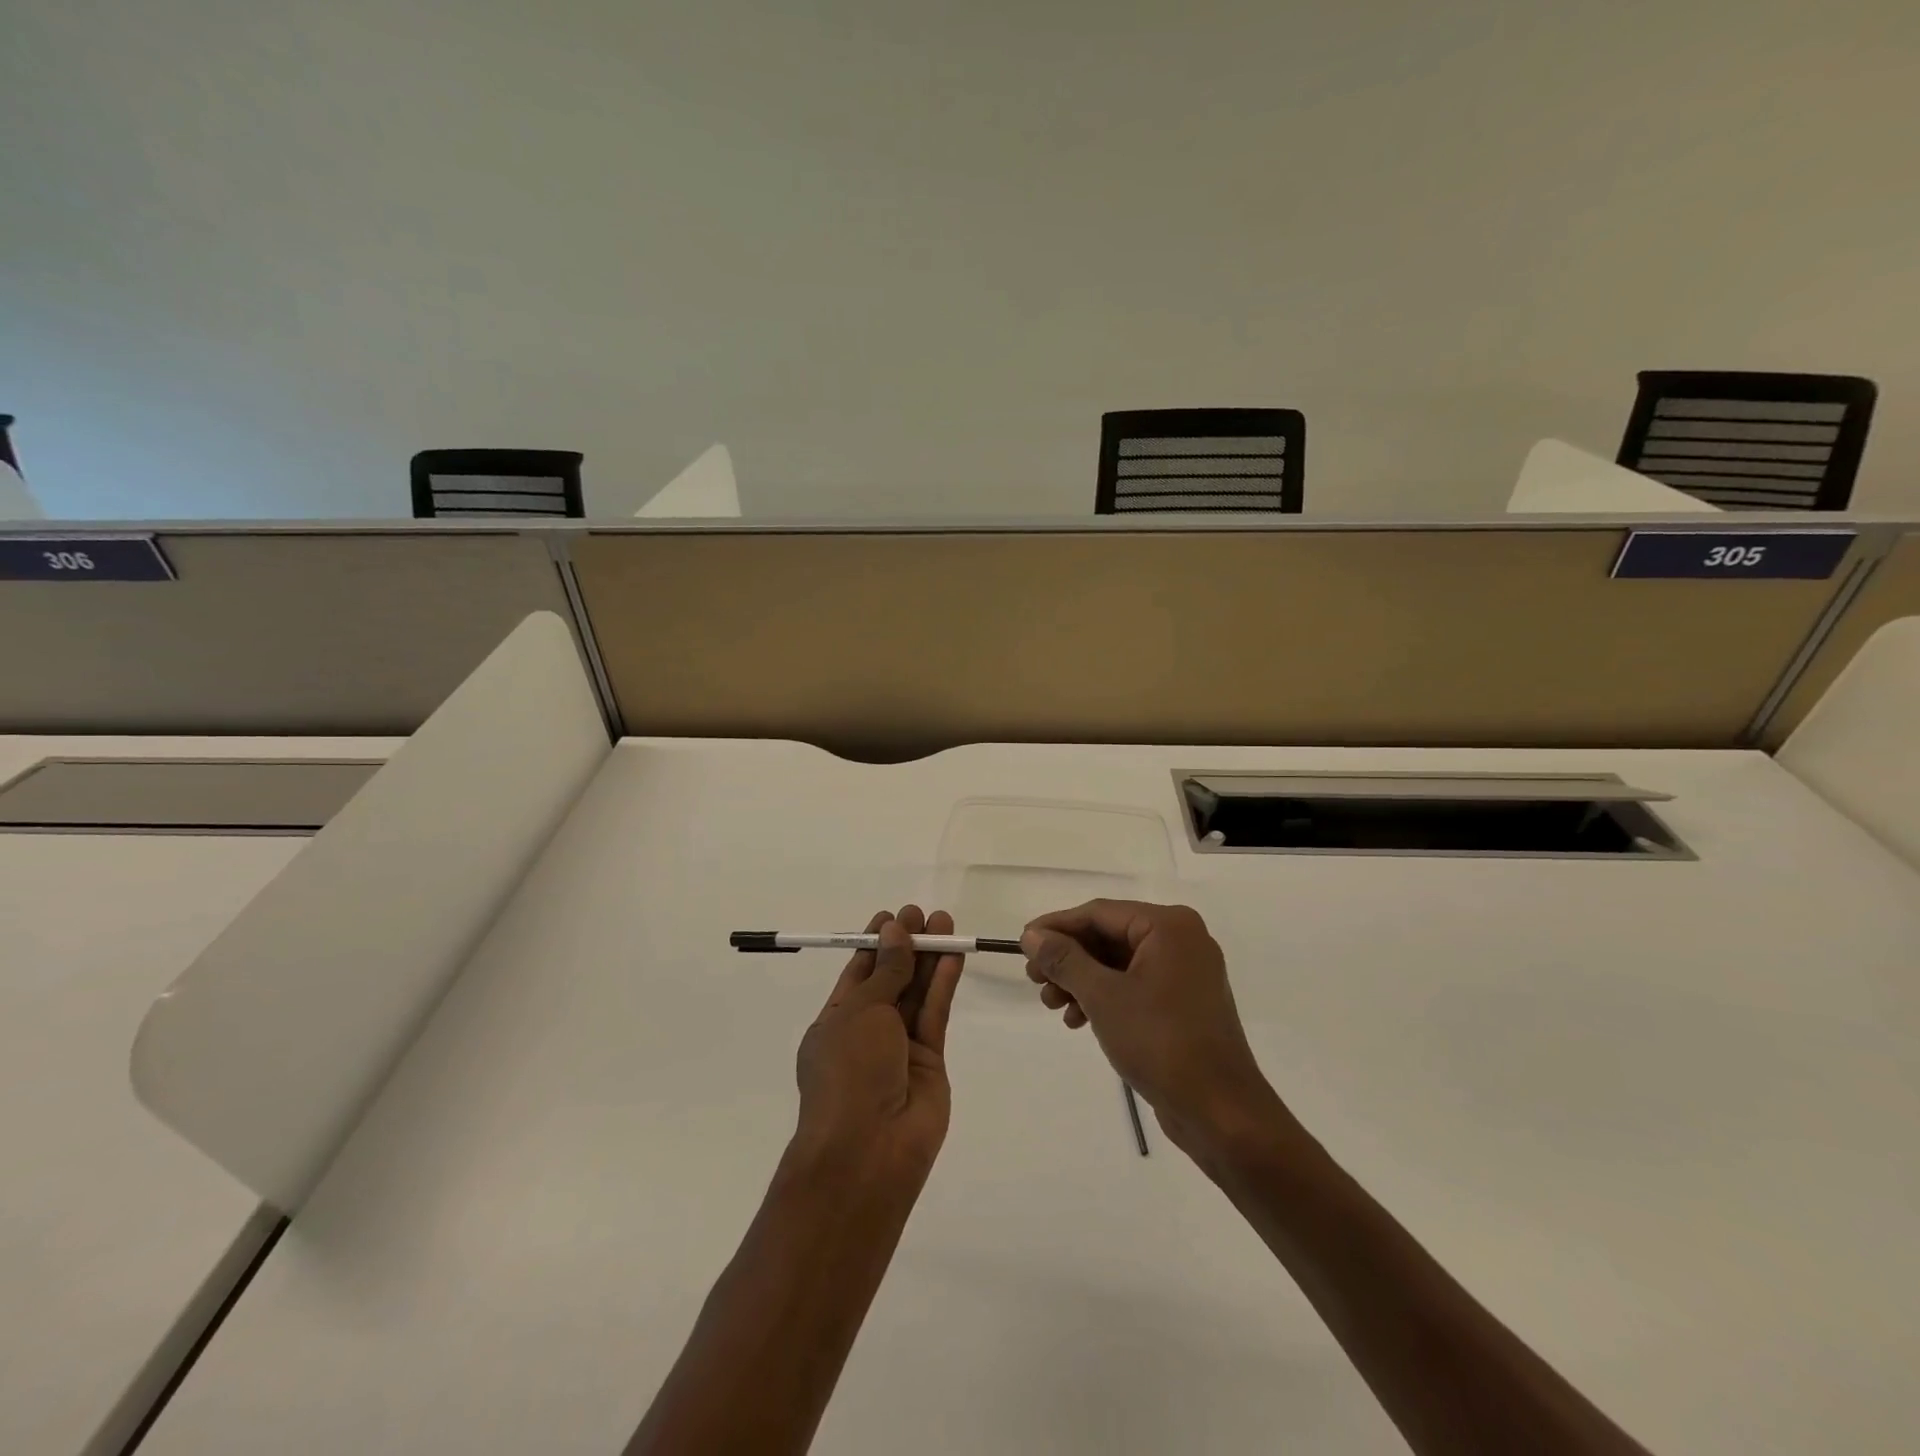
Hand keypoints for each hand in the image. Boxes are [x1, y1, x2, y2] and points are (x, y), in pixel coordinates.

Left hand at [792, 905, 964, 1190]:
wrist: (868, 1149)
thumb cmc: (849, 1071)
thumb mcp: (861, 1011)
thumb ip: (887, 971)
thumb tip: (895, 931)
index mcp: (836, 1020)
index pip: (859, 972)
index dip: (876, 943)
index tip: (893, 916)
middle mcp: (867, 1031)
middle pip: (892, 978)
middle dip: (907, 945)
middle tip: (925, 914)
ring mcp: (899, 1048)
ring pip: (917, 993)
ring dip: (930, 958)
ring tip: (945, 922)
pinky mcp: (931, 1061)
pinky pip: (935, 1014)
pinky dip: (943, 984)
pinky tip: (953, 956)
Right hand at [1022, 900, 1282, 1155]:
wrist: (1221, 1112)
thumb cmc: (1161, 1042)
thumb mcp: (1103, 996)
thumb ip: (1064, 959)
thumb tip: (1032, 935)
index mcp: (1169, 926)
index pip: (1099, 913)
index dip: (1056, 927)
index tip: (1022, 945)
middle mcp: (1181, 939)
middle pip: (1108, 936)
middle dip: (1068, 959)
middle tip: (1034, 981)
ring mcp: (1186, 972)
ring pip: (1119, 963)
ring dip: (1082, 980)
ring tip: (1052, 1005)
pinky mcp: (1184, 1002)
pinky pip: (1135, 985)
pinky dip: (1105, 997)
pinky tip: (1079, 1019)